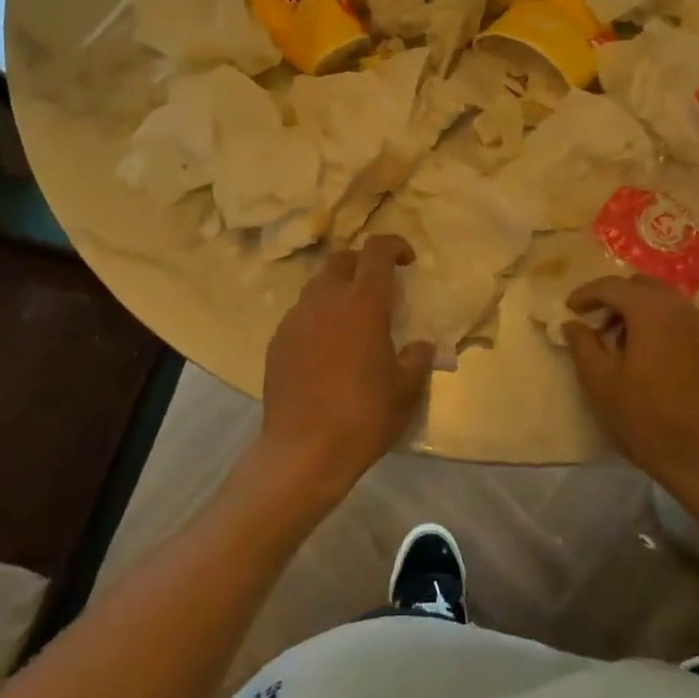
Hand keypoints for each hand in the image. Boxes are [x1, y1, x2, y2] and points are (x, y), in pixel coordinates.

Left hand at [257, 235, 435, 505]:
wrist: (303, 452)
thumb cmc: (363, 417)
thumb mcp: (406, 391)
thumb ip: (417, 359)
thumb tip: (420, 345)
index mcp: (363, 303)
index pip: (377, 250)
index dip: (394, 245)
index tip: (407, 261)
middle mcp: (326, 300)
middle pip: (342, 260)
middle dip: (363, 264)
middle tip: (380, 289)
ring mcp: (296, 319)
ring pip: (318, 285)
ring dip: (338, 290)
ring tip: (352, 319)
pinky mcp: (277, 341)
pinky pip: (301, 314)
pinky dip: (318, 317)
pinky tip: (327, 348)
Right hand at [564, 275, 698, 510]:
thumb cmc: (649, 421)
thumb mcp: (602, 384)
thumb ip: (583, 345)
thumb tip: (572, 323)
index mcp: (652, 311)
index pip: (612, 286)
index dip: (586, 294)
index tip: (569, 310)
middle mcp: (682, 309)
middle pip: (642, 286)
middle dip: (615, 298)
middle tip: (596, 325)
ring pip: (665, 301)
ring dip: (639, 311)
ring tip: (621, 343)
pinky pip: (682, 320)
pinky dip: (660, 324)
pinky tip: (651, 357)